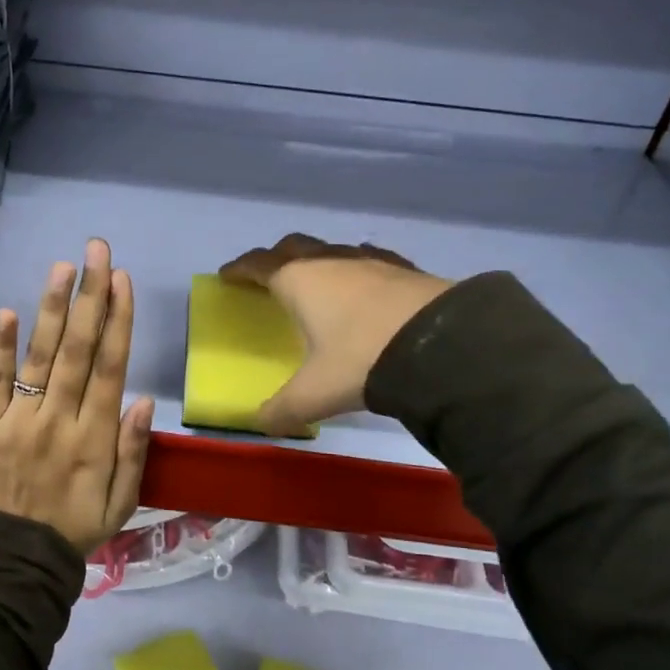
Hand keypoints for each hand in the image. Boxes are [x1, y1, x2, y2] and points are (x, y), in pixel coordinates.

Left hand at [0, 238, 155, 554]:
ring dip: (53, 309)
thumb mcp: (123, 502)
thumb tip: (143, 399)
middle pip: (78, 349)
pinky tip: (7, 312)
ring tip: (64, 268)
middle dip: (90, 296)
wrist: (14, 559)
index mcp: (94, 437)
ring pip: (40, 356)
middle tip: (97, 251)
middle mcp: (58, 419)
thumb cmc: (76, 527)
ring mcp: (18, 419)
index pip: (110, 367)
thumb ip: (133, 451)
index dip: (118, 320)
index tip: (122, 280)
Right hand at [219, 233, 451, 436]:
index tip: (227, 275)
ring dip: (317, 261)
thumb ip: (283, 410)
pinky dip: (355, 269)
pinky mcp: (404, 268)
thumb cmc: (362, 360)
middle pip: (293, 246)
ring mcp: (370, 260)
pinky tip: (364, 287)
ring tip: (316, 283)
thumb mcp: (314, 393)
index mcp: (299, 281)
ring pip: (332, 250)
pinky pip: (368, 260)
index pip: (258, 264)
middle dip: (275, 258)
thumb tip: (263, 424)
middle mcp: (331, 261)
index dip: (240, 269)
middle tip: (268, 276)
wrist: (442, 344)